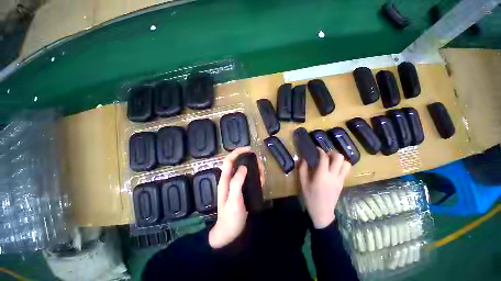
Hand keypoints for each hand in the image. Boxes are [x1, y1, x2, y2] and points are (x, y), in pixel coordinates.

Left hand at [209, 147, 263, 248]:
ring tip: (262, 173)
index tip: (249, 149)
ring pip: (245, 170)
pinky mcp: (242, 189)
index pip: (229, 160)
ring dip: (254, 168)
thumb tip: (244, 166)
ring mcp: (237, 185)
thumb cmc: (230, 217)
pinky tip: (261, 180)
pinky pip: (249, 178)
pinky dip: (256, 176)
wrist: (230, 233)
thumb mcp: (233, 199)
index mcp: (225, 180)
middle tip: (260, 164)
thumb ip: (237, 182)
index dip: (237, 152)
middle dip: (249, 160)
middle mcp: (230, 179)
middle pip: (238, 163)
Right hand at [299, 149, 350, 228]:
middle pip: (339, 158)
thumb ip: (302, 169)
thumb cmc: (311, 197)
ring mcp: (340, 179)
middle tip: (325, 154)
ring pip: (346, 163)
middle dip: (332, 153)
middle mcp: (333, 175)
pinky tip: (334, 168)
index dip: (321, 151)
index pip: (324, 158)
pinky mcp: (342, 183)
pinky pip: (346, 170)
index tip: (317, 149)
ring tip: (331, 160)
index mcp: (322, 175)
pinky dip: (342, 165)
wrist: (322, 211)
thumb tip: (303, 159)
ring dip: (339, 159)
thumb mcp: (303, 183)